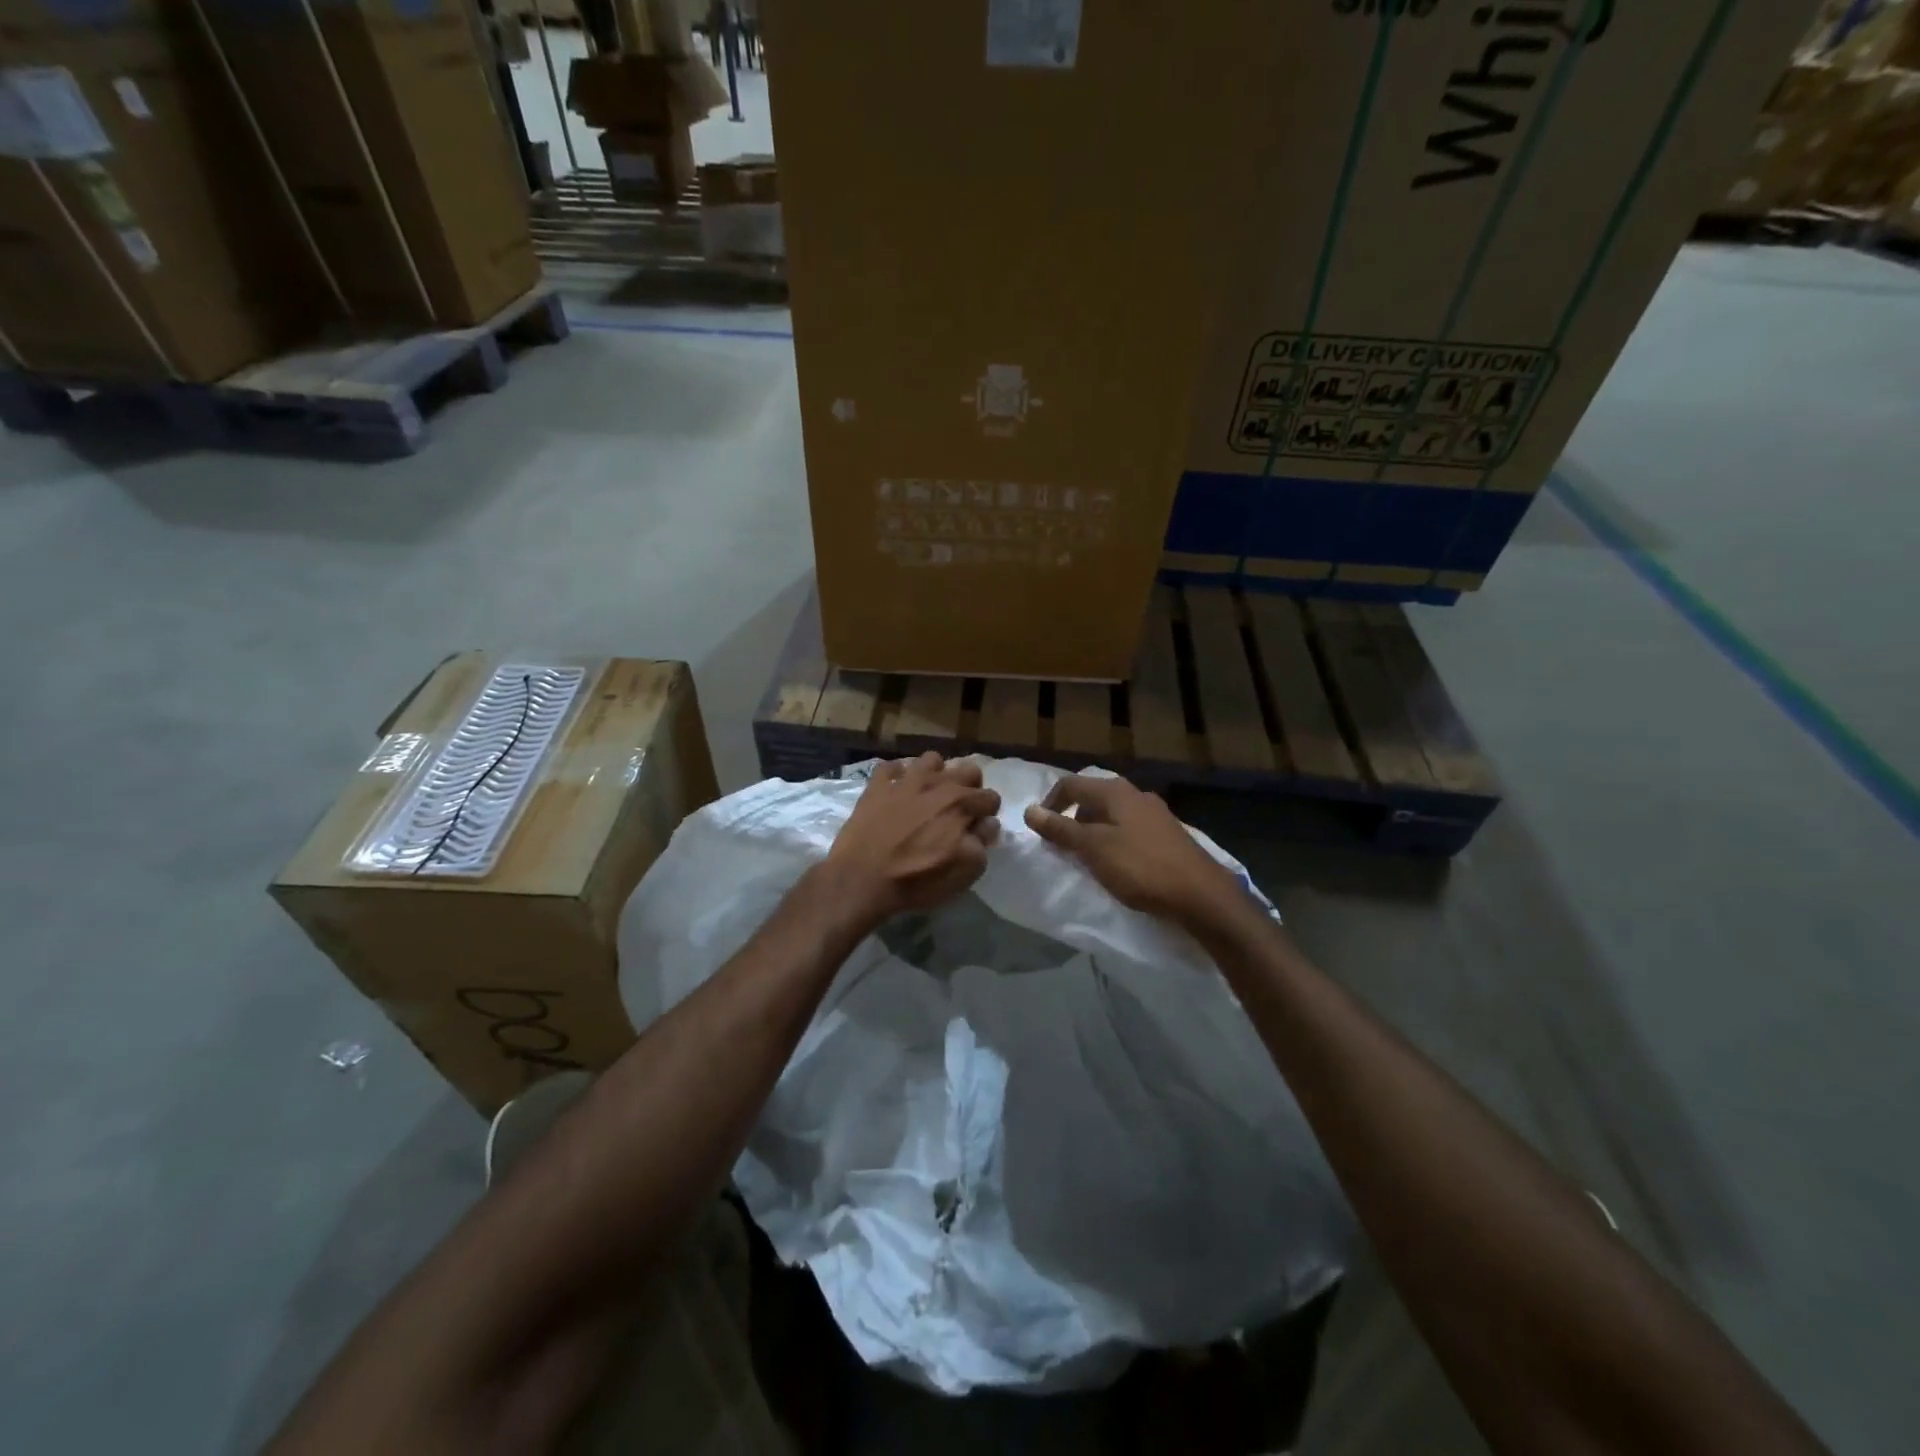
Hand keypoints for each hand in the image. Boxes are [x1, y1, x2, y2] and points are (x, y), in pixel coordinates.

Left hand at [824, 753, 1001, 925]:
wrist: (862, 878)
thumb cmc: (917, 878)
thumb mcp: (963, 872)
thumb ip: (981, 844)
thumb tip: (987, 825)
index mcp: (961, 804)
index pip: (991, 797)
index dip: (988, 814)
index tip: (977, 828)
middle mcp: (936, 784)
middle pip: (968, 769)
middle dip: (970, 786)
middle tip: (958, 810)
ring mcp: (904, 781)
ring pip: (931, 760)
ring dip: (936, 774)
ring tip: (928, 795)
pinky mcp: (876, 786)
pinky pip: (890, 767)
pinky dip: (896, 776)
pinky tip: (895, 791)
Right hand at [1024, 774, 1237, 925]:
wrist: (1201, 895)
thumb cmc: (1141, 867)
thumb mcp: (1093, 848)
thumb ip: (1061, 829)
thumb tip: (1029, 810)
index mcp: (1115, 792)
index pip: (1071, 785)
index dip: (1050, 804)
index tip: (1040, 830)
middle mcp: (1136, 794)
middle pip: (1093, 797)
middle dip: (1072, 817)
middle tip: (1062, 845)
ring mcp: (1156, 814)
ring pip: (1113, 814)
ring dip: (1094, 830)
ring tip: (1088, 857)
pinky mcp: (1169, 835)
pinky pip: (1131, 829)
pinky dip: (1115, 840)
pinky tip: (1118, 863)